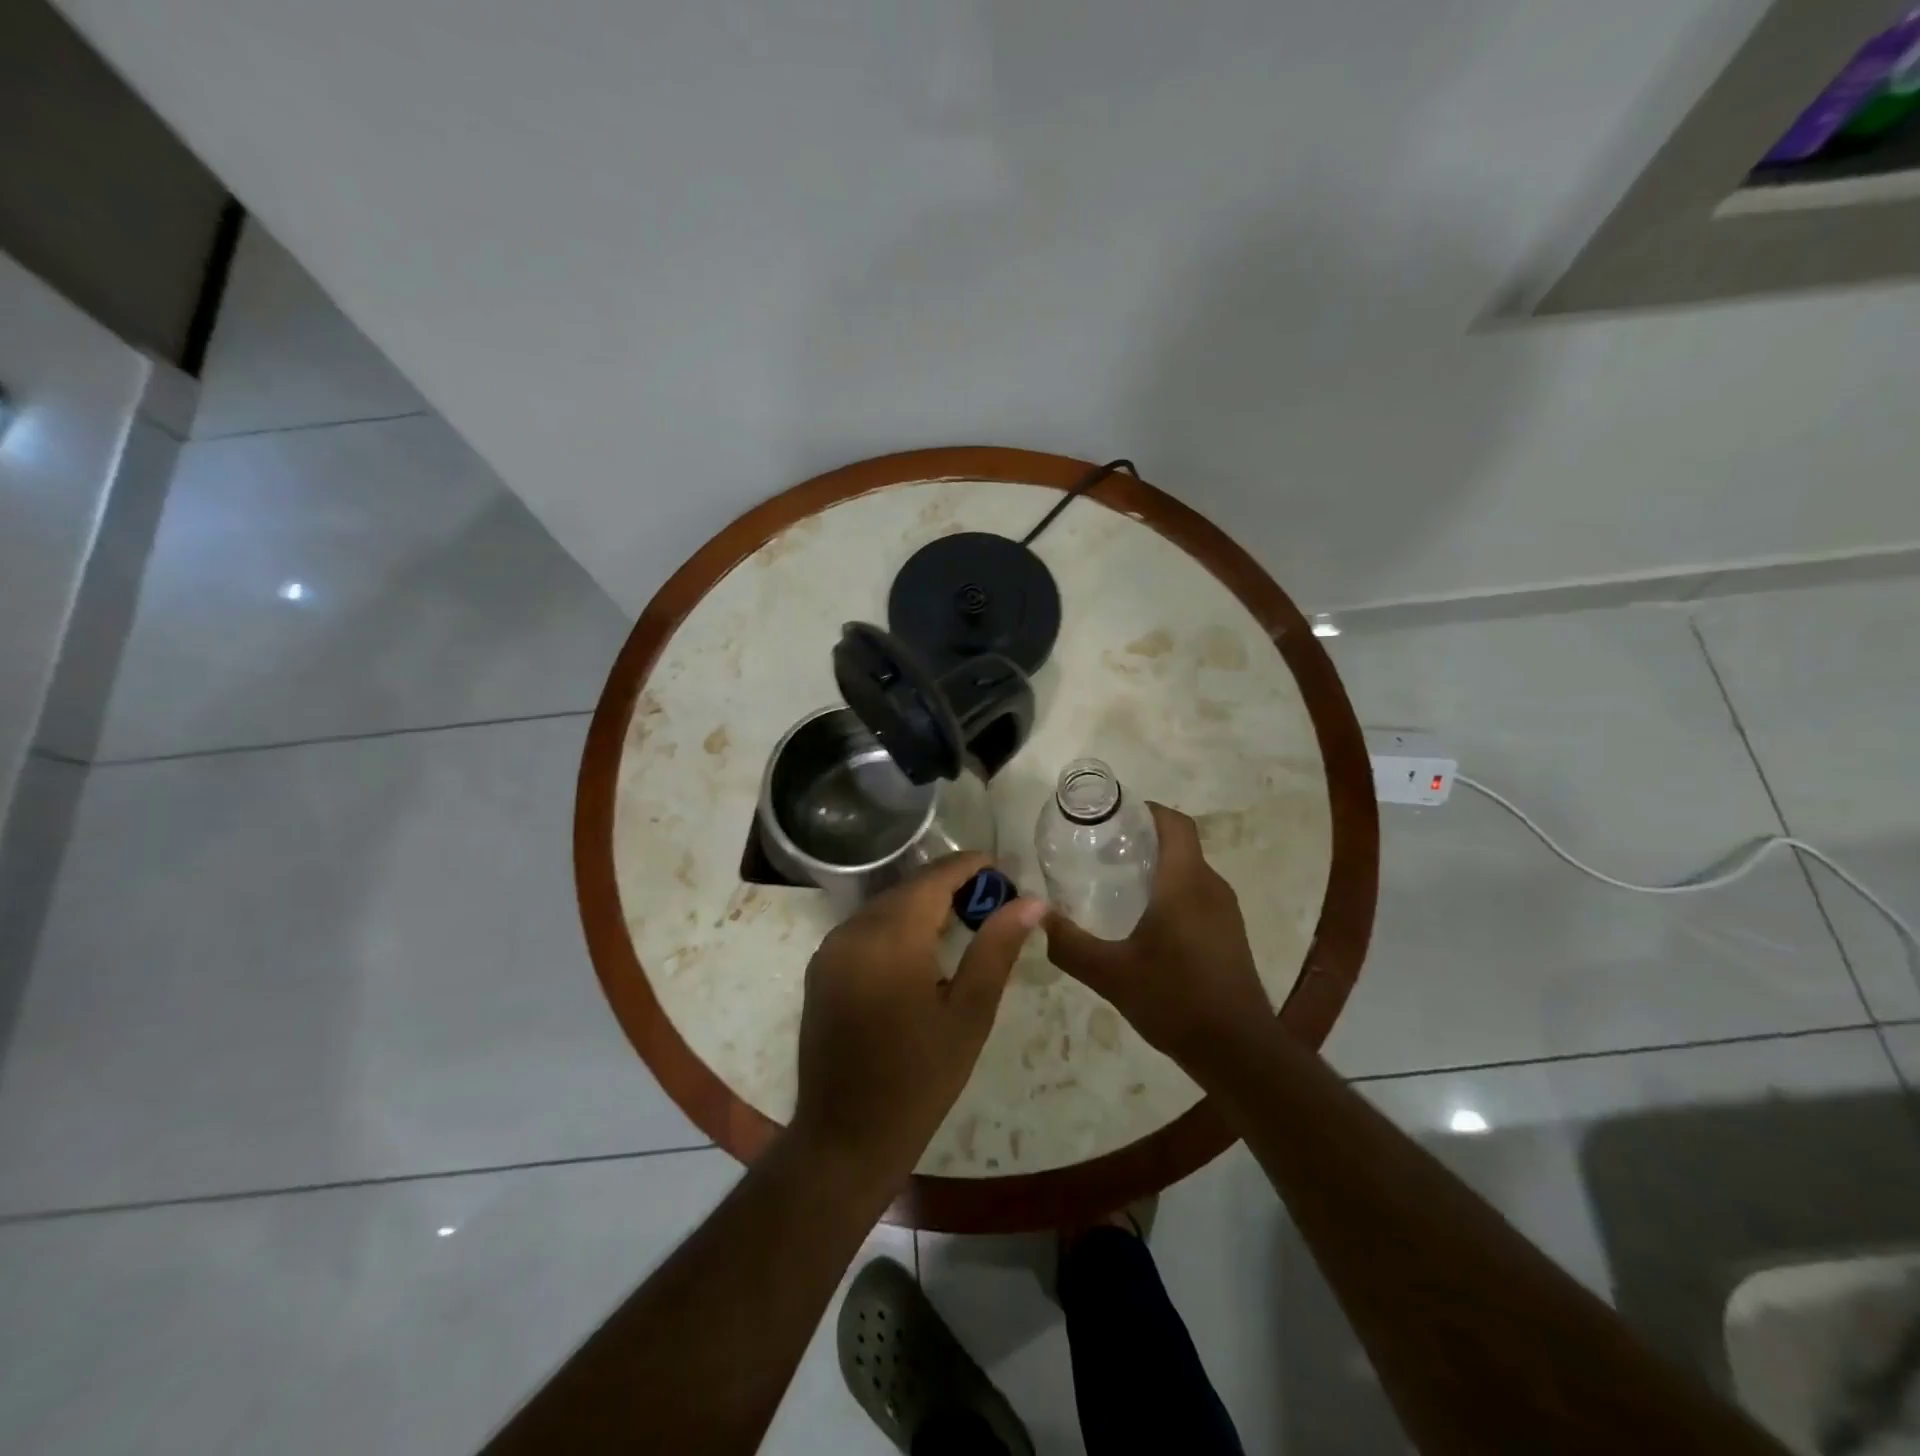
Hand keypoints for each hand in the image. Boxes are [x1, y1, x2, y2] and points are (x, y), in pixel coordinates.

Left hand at [791, 855, 1044, 1184]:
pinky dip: (896, 924)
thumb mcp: (969, 1013)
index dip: (969, 867)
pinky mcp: (821, 967)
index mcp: (890, 937)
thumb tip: (1031, 902)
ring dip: (923, 904)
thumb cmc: (919, 1079)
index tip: (1002, 869)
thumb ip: (997, 948)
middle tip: (992, 901)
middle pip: (909, 888)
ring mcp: (830, 948)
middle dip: (949, 885)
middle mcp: (852, 930)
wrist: (846, 1136)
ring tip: (964, 920)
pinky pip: (865, 927)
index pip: (934, 878)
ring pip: (885, 906)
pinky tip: (921, 947)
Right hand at [1044, 803, 1271, 1075]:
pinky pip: (1197, 894)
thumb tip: (1037, 917)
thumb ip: (1070, 945)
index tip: (1111, 815)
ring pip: (1189, 870)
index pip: (1175, 824)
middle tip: (1100, 850)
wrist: (1238, 1052)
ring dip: (1157, 867)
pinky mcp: (1229, 934)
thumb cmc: (1175, 1001)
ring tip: (1115, 882)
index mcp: (1185, 883)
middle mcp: (1211, 887)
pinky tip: (1143, 921)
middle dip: (1142, 839)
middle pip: (1180, 844)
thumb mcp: (1111, 974)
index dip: (1146, 810)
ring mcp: (1225, 911)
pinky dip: (1170, 891)